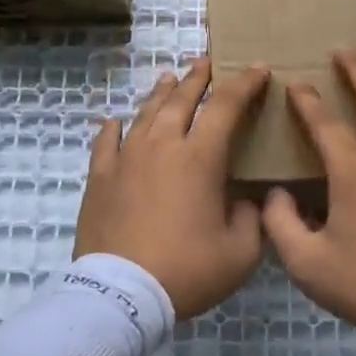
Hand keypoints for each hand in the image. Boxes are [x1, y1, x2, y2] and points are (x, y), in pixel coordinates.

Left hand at [75, 57, 271, 319]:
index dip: (244, 84)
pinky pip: (106, 142)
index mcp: (200, 158)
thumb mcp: (240, 252)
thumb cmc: (187, 270)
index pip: (226, 106)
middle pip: (181, 99)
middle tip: (207, 63)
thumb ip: (252, 218)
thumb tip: (246, 200)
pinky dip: (114, 127)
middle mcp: (162, 146)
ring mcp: (125, 159)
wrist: (122, 293)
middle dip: (198, 78)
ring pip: (145, 114)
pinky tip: (115, 121)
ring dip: (161, 93)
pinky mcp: (99, 178)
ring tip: (169, 79)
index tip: (257, 69)